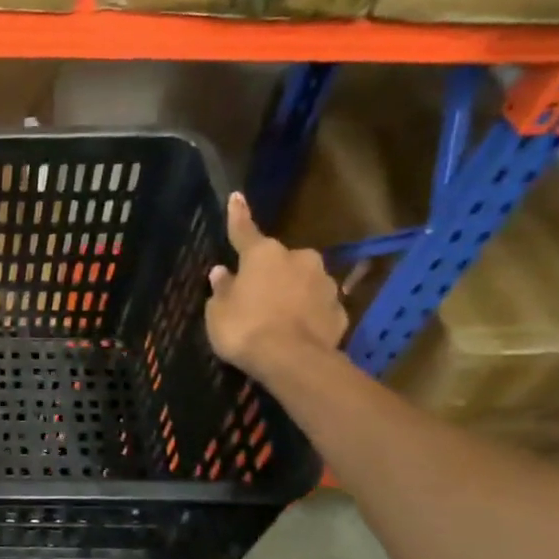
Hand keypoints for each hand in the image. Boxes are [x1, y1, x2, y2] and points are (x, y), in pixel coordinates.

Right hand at [204, 193, 347, 379]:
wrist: (293, 361)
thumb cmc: (245, 329)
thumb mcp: (218, 312)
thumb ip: (222, 289)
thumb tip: (223, 273)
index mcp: (263, 254)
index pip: (244, 230)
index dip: (238, 215)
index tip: (236, 197)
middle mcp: (299, 259)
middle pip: (279, 260)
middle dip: (270, 272)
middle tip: (255, 294)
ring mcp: (324, 283)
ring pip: (302, 281)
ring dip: (291, 292)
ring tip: (277, 317)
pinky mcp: (340, 309)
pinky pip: (317, 306)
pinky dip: (306, 313)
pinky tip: (296, 330)